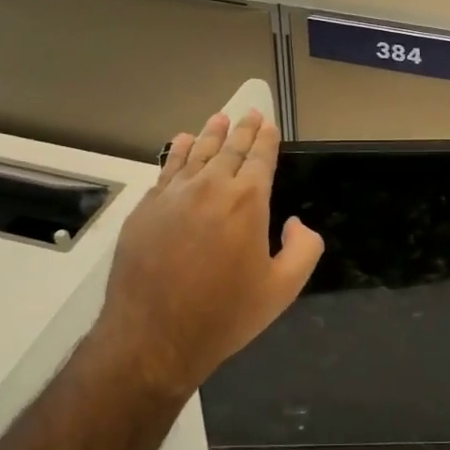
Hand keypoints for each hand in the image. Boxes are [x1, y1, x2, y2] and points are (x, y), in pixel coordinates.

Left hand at [92, 110, 322, 397]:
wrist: (153, 336)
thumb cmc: (224, 315)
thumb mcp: (282, 289)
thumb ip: (304, 250)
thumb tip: (297, 224)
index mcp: (247, 202)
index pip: (260, 158)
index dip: (266, 139)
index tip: (269, 123)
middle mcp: (209, 187)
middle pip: (229, 149)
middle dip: (242, 129)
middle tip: (249, 113)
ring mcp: (172, 196)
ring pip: (195, 153)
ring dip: (210, 134)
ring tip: (218, 119)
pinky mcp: (145, 209)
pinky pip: (166, 170)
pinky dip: (177, 152)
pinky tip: (181, 143)